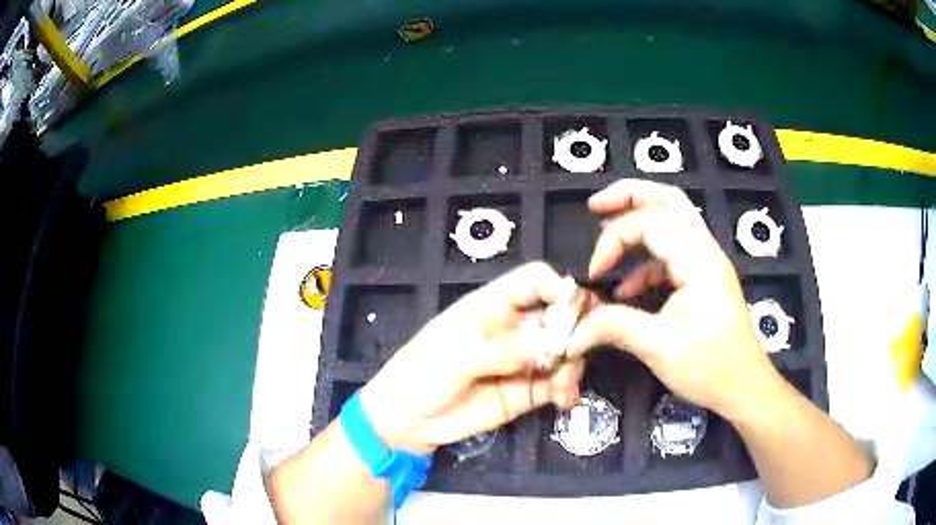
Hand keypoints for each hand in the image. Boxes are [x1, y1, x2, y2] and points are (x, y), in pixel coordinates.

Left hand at [359, 262, 584, 454]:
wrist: (406, 420)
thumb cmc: (421, 375)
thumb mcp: (455, 358)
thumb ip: (502, 350)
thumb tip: (550, 342)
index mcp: (491, 306)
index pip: (534, 281)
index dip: (558, 288)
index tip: (577, 309)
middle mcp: (513, 329)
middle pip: (558, 317)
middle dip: (576, 330)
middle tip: (579, 351)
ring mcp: (522, 361)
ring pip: (564, 353)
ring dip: (573, 364)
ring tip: (564, 385)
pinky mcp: (525, 392)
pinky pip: (556, 384)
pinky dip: (568, 389)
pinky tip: (565, 399)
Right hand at [566, 180, 782, 420]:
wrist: (745, 387)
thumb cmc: (710, 367)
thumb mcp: (658, 347)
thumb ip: (614, 327)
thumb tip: (573, 328)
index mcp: (698, 260)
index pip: (650, 222)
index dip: (614, 239)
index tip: (594, 273)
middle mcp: (705, 251)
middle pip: (668, 200)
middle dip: (629, 196)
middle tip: (595, 206)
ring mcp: (707, 263)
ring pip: (673, 221)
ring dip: (639, 223)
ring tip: (607, 237)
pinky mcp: (704, 279)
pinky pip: (673, 254)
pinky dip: (647, 262)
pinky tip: (628, 288)